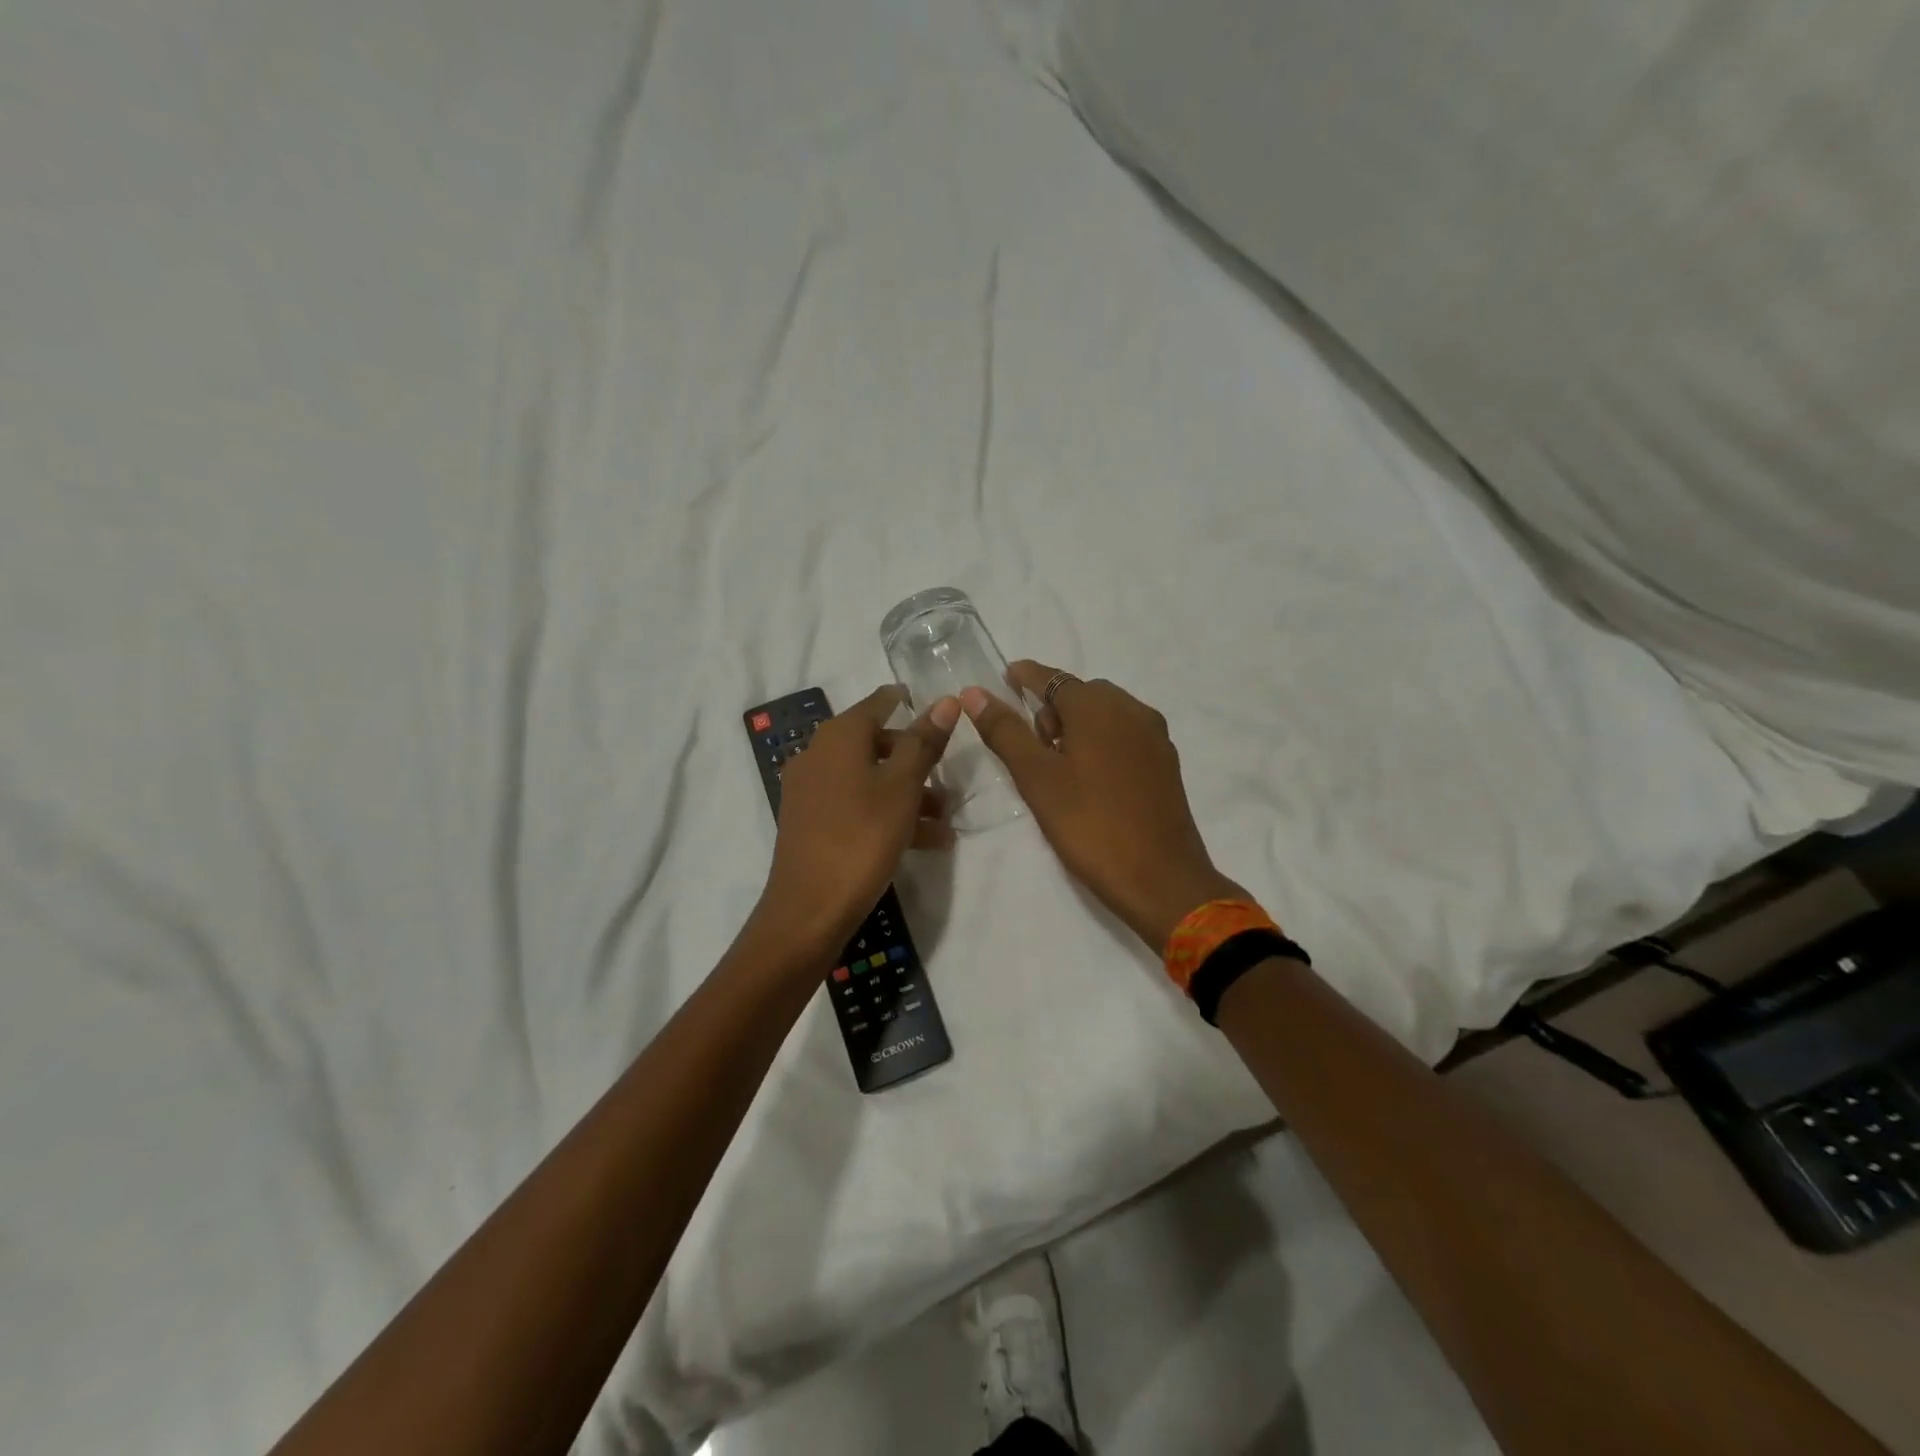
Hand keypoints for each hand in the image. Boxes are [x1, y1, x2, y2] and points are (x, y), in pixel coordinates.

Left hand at [755, 686, 960, 957]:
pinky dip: (886, 813)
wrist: (809, 910)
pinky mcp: (810, 822)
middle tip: (946, 780)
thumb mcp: (902, 787)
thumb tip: (944, 700)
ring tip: (943, 824)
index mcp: (838, 737)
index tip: (935, 706)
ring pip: (868, 778)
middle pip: (874, 743)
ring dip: (907, 794)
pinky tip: (922, 841)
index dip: (906, 701)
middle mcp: (818, 755)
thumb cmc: (861, 838)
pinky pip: (856, 804)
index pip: (878, 703)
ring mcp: (810, 791)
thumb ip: (923, 743)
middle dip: (915, 759)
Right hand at [962, 661, 1246, 950]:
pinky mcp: (1166, 763)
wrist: (1160, 879)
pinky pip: (1124, 736)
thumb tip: (974, 693)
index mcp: (1099, 706)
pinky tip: (1091, 780)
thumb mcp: (1037, 778)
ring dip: (1078, 727)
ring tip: (1060, 770)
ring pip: (1105, 716)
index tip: (1006, 677)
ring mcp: (1154, 736)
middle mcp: (1132, 709)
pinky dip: (1102, 743)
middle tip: (1033, 752)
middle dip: (1051, 711)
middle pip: (1081, 695)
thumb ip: (1005, 731)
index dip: (1025, 676)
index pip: (1052, 678)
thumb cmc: (1089, 824)